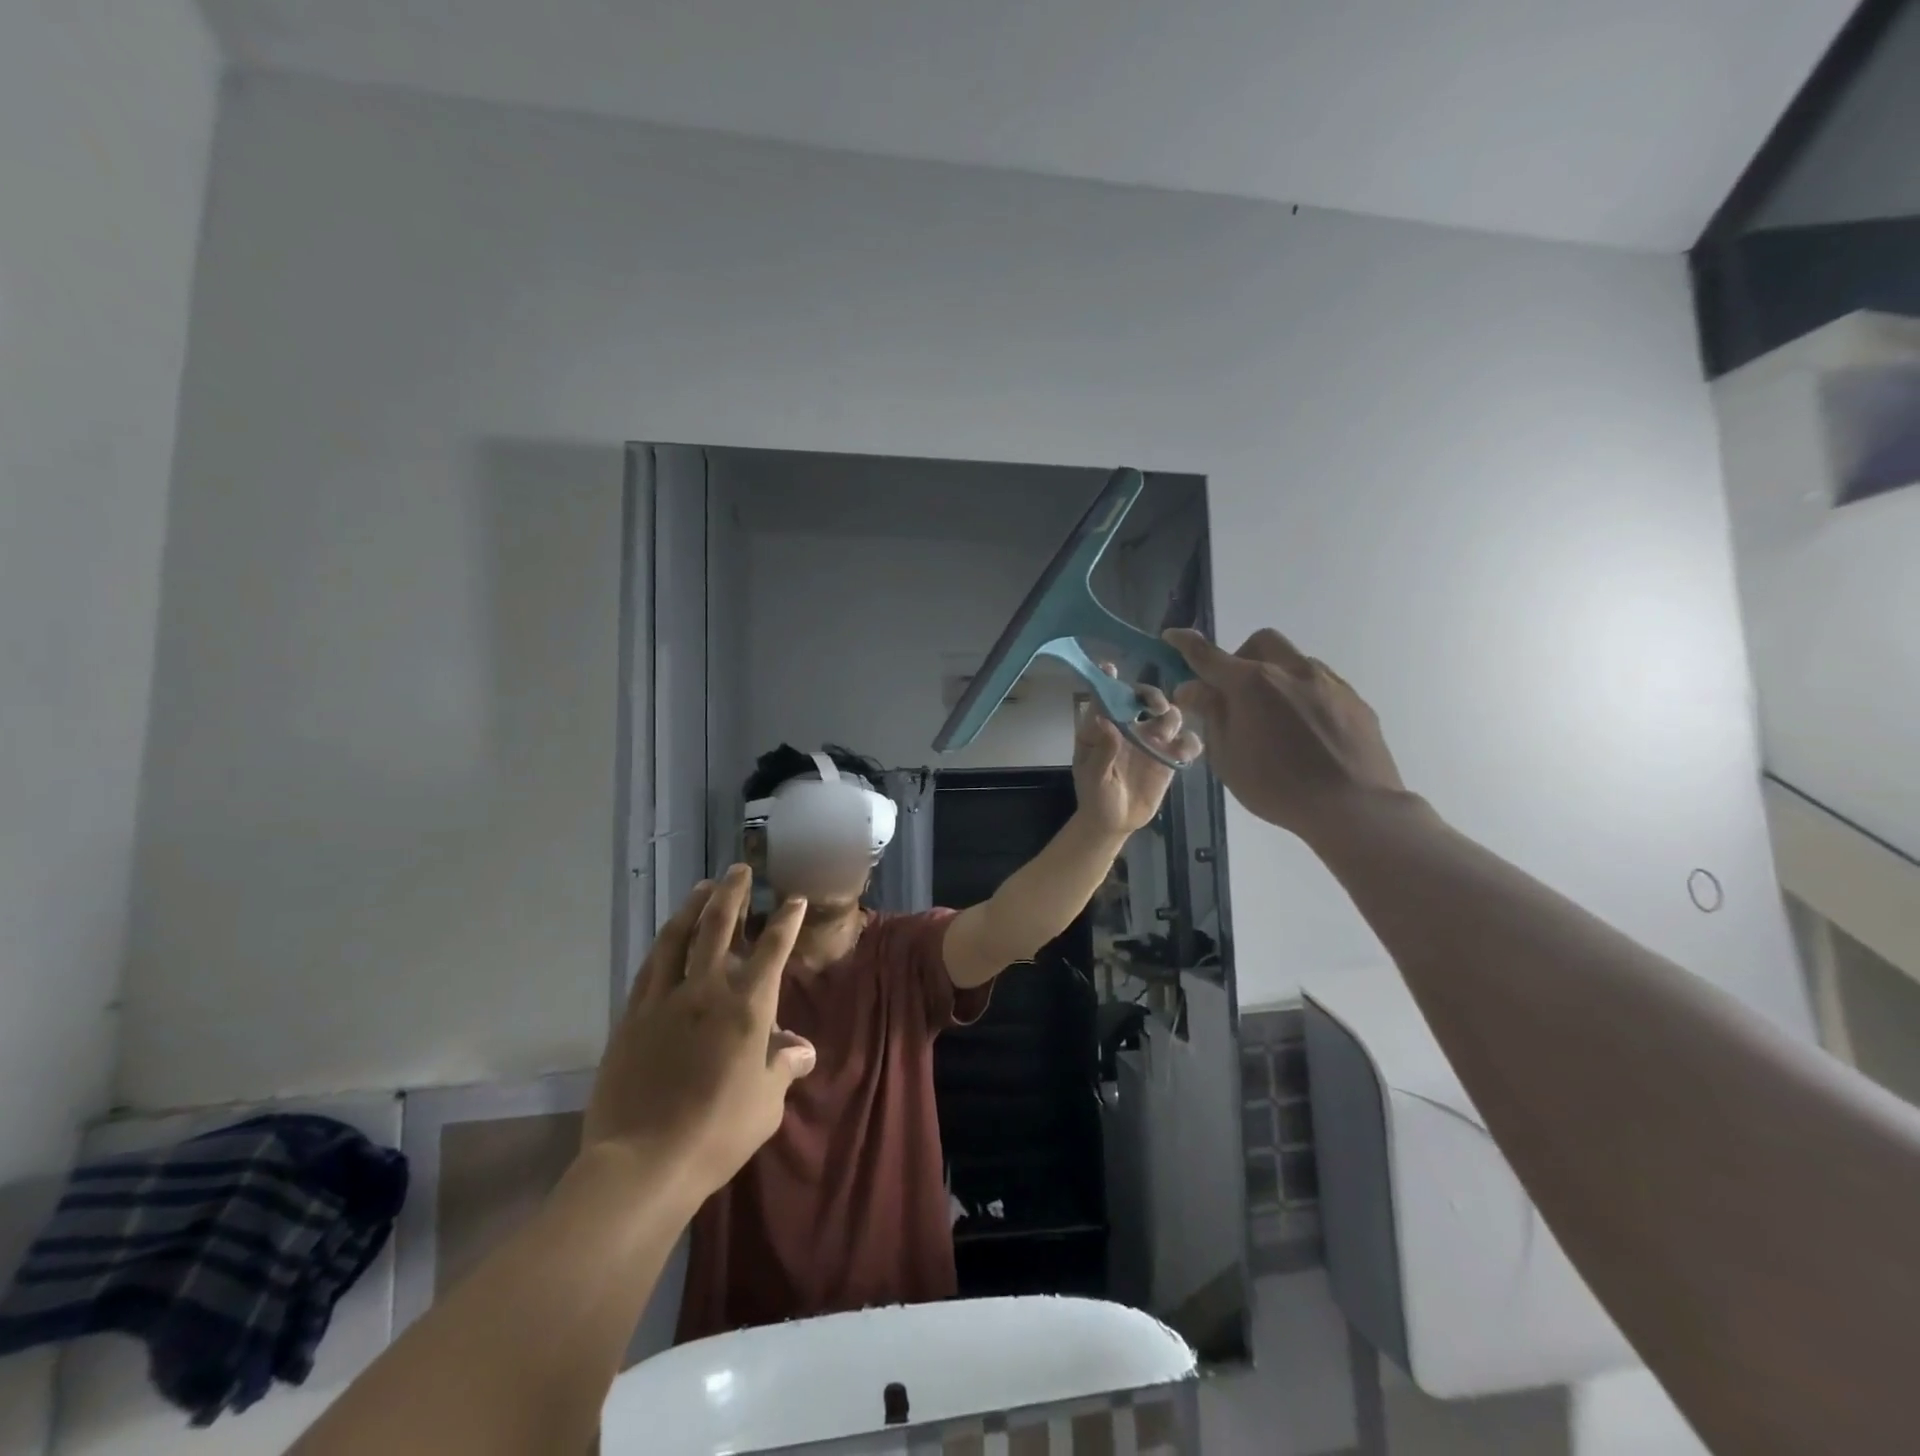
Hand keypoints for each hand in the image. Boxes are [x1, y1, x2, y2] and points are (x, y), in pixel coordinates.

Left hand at [584, 865, 816, 1201]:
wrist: (642, 1163)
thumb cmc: (717, 1133)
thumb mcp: (766, 1104)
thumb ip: (783, 1067)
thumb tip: (801, 1049)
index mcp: (746, 1009)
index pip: (771, 951)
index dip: (785, 922)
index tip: (793, 899)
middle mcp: (705, 992)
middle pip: (718, 928)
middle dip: (731, 894)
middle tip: (738, 870)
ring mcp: (663, 1001)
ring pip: (677, 939)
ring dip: (692, 908)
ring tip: (702, 888)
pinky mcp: (631, 1018)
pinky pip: (649, 969)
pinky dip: (662, 945)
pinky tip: (666, 938)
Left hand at [1071, 667, 1201, 836]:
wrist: (1114, 823)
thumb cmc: (1095, 796)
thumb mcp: (1093, 776)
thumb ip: (1102, 750)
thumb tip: (1106, 721)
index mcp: (1104, 726)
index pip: (1105, 696)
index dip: (1108, 680)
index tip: (1111, 667)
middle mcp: (1130, 727)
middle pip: (1145, 699)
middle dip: (1152, 695)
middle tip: (1156, 706)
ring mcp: (1152, 741)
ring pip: (1170, 716)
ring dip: (1172, 717)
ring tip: (1165, 733)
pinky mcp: (1170, 758)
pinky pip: (1187, 743)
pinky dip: (1190, 743)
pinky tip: (1183, 753)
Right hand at [1164, 628, 1405, 842]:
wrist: (1354, 806)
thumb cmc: (1277, 787)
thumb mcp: (1227, 758)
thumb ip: (1211, 715)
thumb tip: (1194, 688)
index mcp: (1252, 684)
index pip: (1208, 656)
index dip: (1186, 645)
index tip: (1173, 636)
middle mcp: (1291, 670)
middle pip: (1260, 642)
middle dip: (1241, 657)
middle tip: (1235, 693)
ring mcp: (1328, 681)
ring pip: (1294, 660)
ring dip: (1275, 676)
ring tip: (1274, 717)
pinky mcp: (1354, 699)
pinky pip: (1321, 683)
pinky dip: (1302, 694)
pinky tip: (1305, 730)